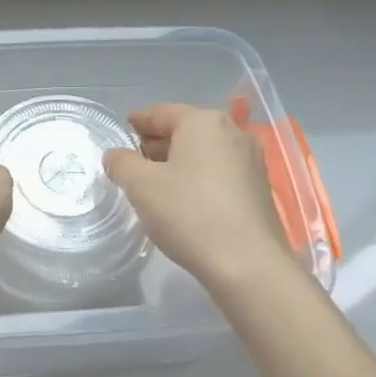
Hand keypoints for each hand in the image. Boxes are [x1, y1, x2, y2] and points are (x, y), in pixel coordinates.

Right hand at [103, 104, 292, 291]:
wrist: (247, 263)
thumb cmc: (189, 213)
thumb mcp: (141, 186)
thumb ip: (122, 164)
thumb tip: (116, 155)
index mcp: (203, 122)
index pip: (162, 113)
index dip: (139, 121)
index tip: (124, 128)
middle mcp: (233, 133)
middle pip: (186, 130)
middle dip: (158, 143)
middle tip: (134, 159)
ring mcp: (251, 161)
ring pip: (205, 153)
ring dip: (179, 162)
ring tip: (155, 182)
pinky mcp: (259, 189)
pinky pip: (220, 173)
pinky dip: (199, 178)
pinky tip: (185, 199)